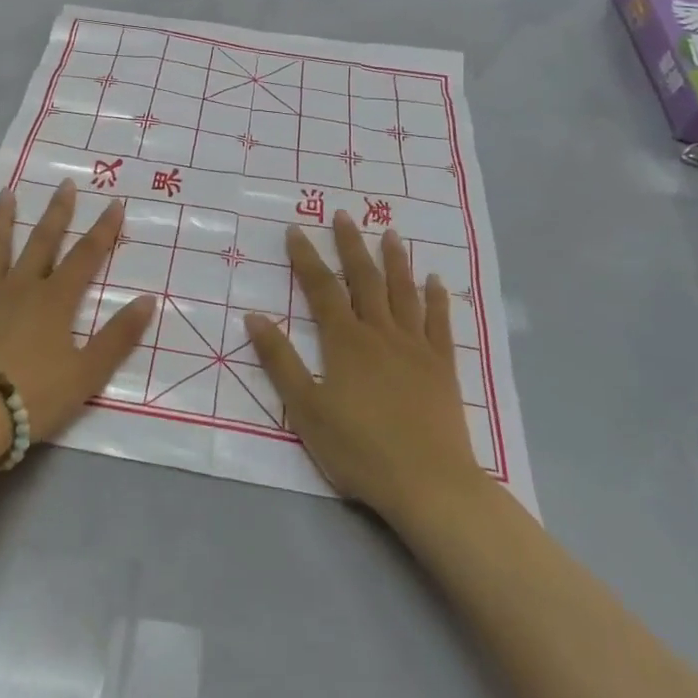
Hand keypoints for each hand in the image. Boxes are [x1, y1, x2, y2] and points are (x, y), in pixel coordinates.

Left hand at [0, 180, 157, 444]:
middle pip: (43, 242)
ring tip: (6, 193)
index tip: (115, 203)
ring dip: (3, 219)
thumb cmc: (32, 395)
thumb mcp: (87, 373)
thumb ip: (118, 336)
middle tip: (65, 184)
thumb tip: (148, 299)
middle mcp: (22, 286)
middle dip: (57, 212)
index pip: (86, 256)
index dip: (103, 230)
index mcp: (55, 300)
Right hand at [245, 212, 479, 517]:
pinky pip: (440, 323)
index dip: (306, 257)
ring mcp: (415, 347)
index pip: (321, 288)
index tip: (296, 229)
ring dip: (395, 260)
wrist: (428, 482)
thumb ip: (279, 361)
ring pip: (404, 292)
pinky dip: (437, 299)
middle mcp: (380, 333)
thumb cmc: (359, 449)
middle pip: (364, 279)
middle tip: (344, 214)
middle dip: (351, 245)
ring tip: (390, 233)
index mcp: (344, 341)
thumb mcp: (305, 409)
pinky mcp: (443, 366)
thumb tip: (254, 316)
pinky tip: (436, 281)